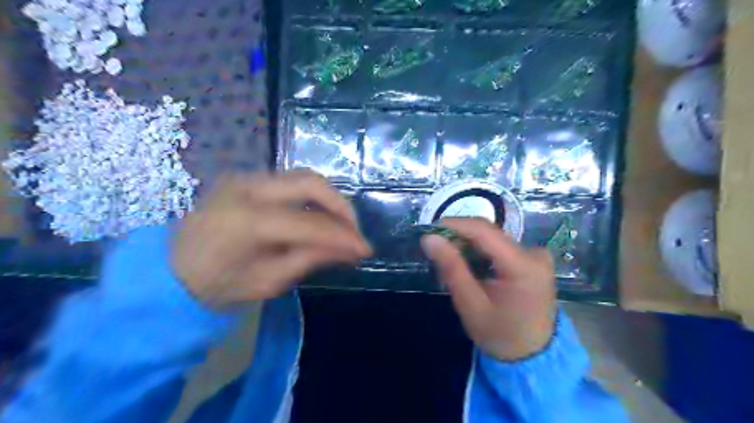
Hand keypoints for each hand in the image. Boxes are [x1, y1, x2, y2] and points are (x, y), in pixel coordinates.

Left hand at [171, 170, 369, 308]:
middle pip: (311, 182)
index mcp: (246, 221)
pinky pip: (291, 182)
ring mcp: (244, 178)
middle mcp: (246, 188)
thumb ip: (310, 259)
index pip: (309, 223)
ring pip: (303, 177)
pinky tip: (319, 218)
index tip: (366, 249)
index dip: (343, 236)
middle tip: (355, 232)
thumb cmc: (214, 286)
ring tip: (341, 226)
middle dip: (342, 207)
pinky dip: (312, 198)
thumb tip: (350, 249)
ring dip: (329, 200)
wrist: (167, 272)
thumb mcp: (267, 282)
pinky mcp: (246, 179)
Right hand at [421, 218, 555, 359]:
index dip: (454, 225)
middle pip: (488, 233)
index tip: (429, 230)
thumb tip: (429, 238)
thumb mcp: (471, 304)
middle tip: (436, 252)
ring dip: (468, 246)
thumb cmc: (500, 335)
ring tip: (450, 264)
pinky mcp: (533, 259)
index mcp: (523, 265)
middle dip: (459, 238)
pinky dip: (480, 253)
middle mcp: (534, 253)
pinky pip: (500, 247)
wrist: (534, 357)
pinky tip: (470, 268)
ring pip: (492, 238)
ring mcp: (536, 255)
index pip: (484, 231)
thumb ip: (451, 268)